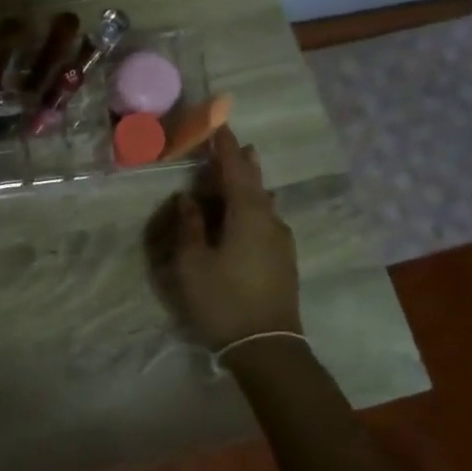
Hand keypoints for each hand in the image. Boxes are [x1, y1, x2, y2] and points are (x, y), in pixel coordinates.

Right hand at [167, 127, 302, 349]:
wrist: (267, 346)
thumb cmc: (222, 299)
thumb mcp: (192, 262)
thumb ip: (190, 226)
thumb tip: (188, 199)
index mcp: (247, 215)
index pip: (236, 170)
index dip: (225, 147)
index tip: (218, 125)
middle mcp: (270, 221)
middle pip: (255, 183)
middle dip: (242, 163)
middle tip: (231, 144)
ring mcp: (281, 242)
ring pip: (264, 203)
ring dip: (249, 186)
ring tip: (238, 173)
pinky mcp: (283, 260)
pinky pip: (266, 220)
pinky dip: (252, 207)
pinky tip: (245, 214)